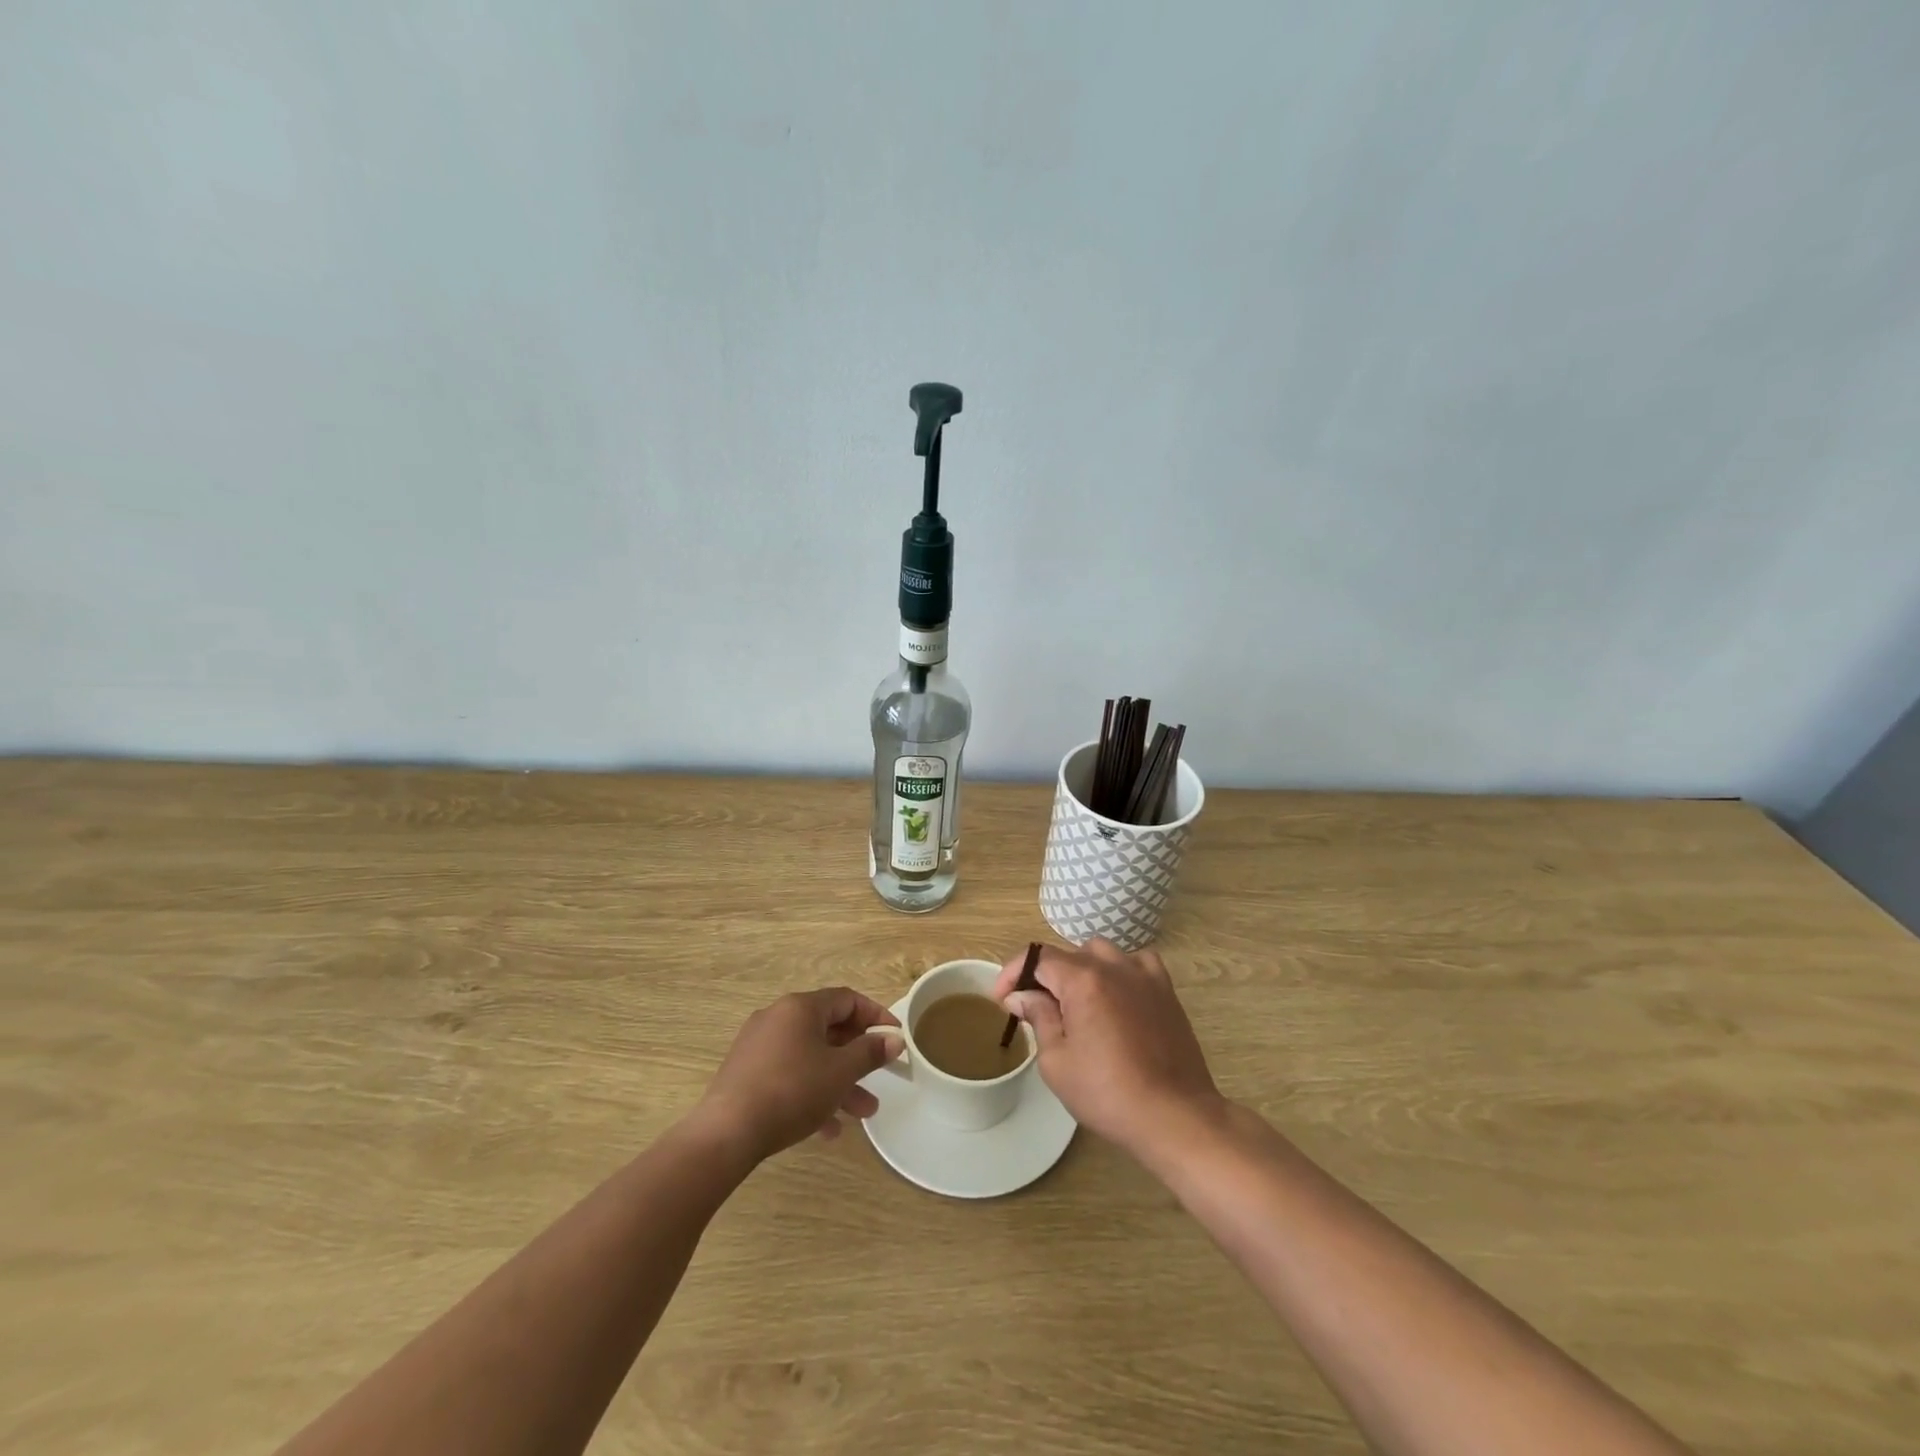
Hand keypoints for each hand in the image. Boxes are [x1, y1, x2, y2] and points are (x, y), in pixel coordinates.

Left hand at [697, 988, 902, 1162]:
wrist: (727, 1132)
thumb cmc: (792, 1090)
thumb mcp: (840, 1072)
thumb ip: (870, 1052)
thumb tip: (894, 1039)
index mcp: (800, 1007)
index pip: (847, 1000)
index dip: (875, 1016)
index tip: (895, 1037)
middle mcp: (778, 1017)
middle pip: (828, 1029)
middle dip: (858, 1057)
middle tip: (881, 1077)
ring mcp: (758, 1046)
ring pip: (810, 1057)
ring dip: (839, 1081)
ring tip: (863, 1113)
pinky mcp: (746, 1073)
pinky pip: (789, 1074)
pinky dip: (811, 1092)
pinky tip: (827, 1129)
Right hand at [995, 939, 1224, 1161]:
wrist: (1174, 1116)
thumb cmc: (1107, 1093)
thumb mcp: (1056, 1062)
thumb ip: (1038, 1018)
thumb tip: (1021, 996)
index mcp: (1083, 979)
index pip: (1038, 957)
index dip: (1014, 973)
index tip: (1002, 998)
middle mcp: (1114, 966)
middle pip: (1069, 955)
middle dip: (1046, 977)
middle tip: (1037, 1009)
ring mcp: (1144, 975)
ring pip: (1102, 954)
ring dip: (1082, 971)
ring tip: (1076, 1003)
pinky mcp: (1166, 990)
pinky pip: (1137, 963)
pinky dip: (1120, 972)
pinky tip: (1117, 996)